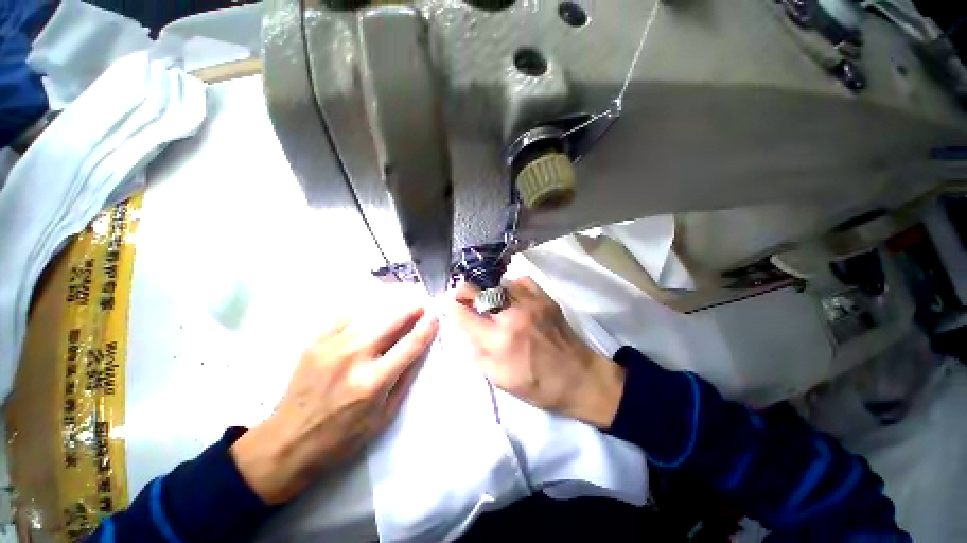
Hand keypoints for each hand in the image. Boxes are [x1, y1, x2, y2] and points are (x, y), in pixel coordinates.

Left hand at [231, 303, 438, 504]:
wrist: (287, 442)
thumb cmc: (342, 437)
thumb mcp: (384, 416)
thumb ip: (406, 378)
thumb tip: (422, 348)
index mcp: (373, 382)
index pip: (410, 344)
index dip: (427, 327)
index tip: (435, 316)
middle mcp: (353, 358)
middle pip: (392, 321)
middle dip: (412, 309)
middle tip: (422, 304)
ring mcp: (331, 346)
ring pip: (371, 314)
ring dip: (392, 306)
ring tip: (404, 301)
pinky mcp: (315, 342)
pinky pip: (347, 315)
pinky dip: (366, 309)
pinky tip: (374, 308)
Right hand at [451, 277, 624, 428]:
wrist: (579, 377)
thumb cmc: (537, 385)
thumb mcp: (498, 380)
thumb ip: (476, 352)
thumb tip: (465, 329)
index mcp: (498, 340)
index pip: (462, 313)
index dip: (451, 307)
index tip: (449, 305)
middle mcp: (511, 315)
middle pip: (477, 289)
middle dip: (464, 292)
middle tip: (464, 298)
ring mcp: (530, 302)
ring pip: (497, 282)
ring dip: (488, 291)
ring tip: (490, 302)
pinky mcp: (544, 297)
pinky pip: (520, 281)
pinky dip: (511, 287)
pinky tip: (512, 298)